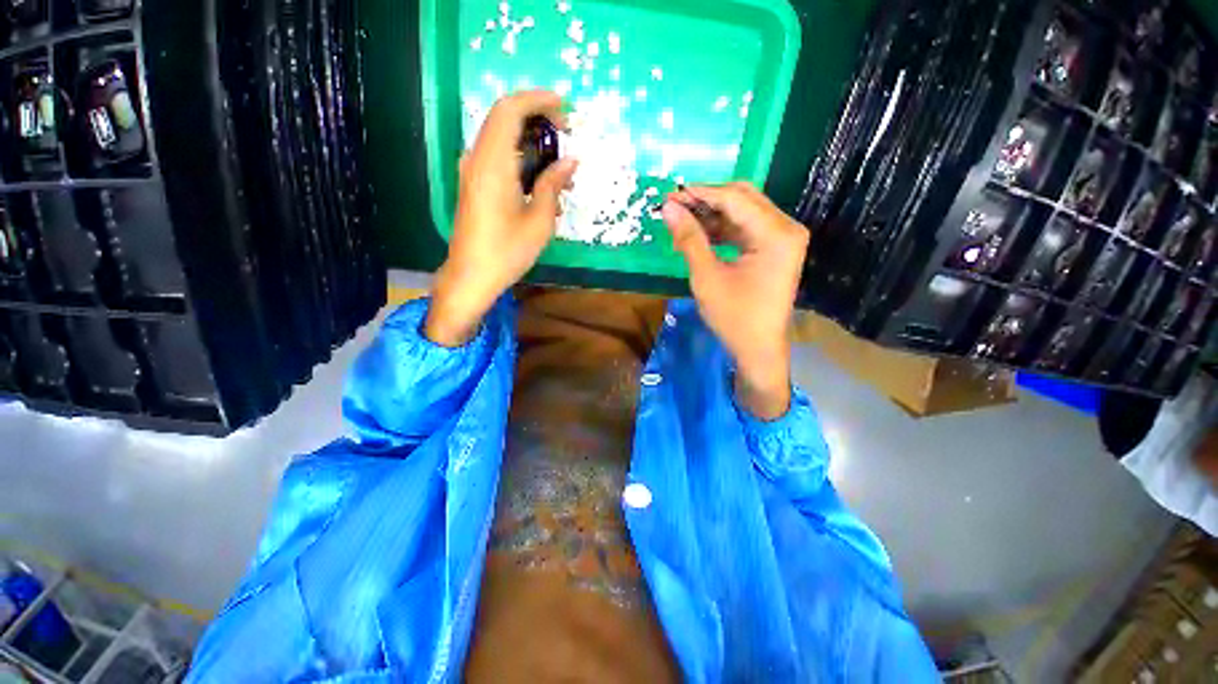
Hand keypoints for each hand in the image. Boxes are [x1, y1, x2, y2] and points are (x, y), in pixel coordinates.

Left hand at [426, 91, 577, 346]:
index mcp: (493, 163)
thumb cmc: (507, 252)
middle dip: (536, 116)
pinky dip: (519, 155)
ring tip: (558, 159)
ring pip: (500, 136)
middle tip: (565, 133)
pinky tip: (539, 178)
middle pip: (503, 118)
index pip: (510, 110)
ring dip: (529, 138)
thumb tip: (570, 161)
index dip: (538, 100)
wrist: (471, 276)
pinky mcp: (473, 184)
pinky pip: (496, 156)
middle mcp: (477, 159)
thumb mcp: (539, 220)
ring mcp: (472, 171)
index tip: (565, 108)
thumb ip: (552, 185)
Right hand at [662, 183, 808, 419]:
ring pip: (743, 212)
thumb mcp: (707, 277)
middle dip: (706, 200)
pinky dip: (722, 229)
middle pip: (743, 198)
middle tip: (674, 206)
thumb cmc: (734, 318)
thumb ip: (689, 238)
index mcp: (776, 234)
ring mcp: (783, 238)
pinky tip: (700, 234)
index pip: (734, 198)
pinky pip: (746, 228)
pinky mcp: (776, 249)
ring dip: (712, 214)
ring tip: (682, 221)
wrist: (759, 350)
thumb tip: (668, 208)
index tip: (669, 195)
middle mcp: (786, 228)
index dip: (699, 194)